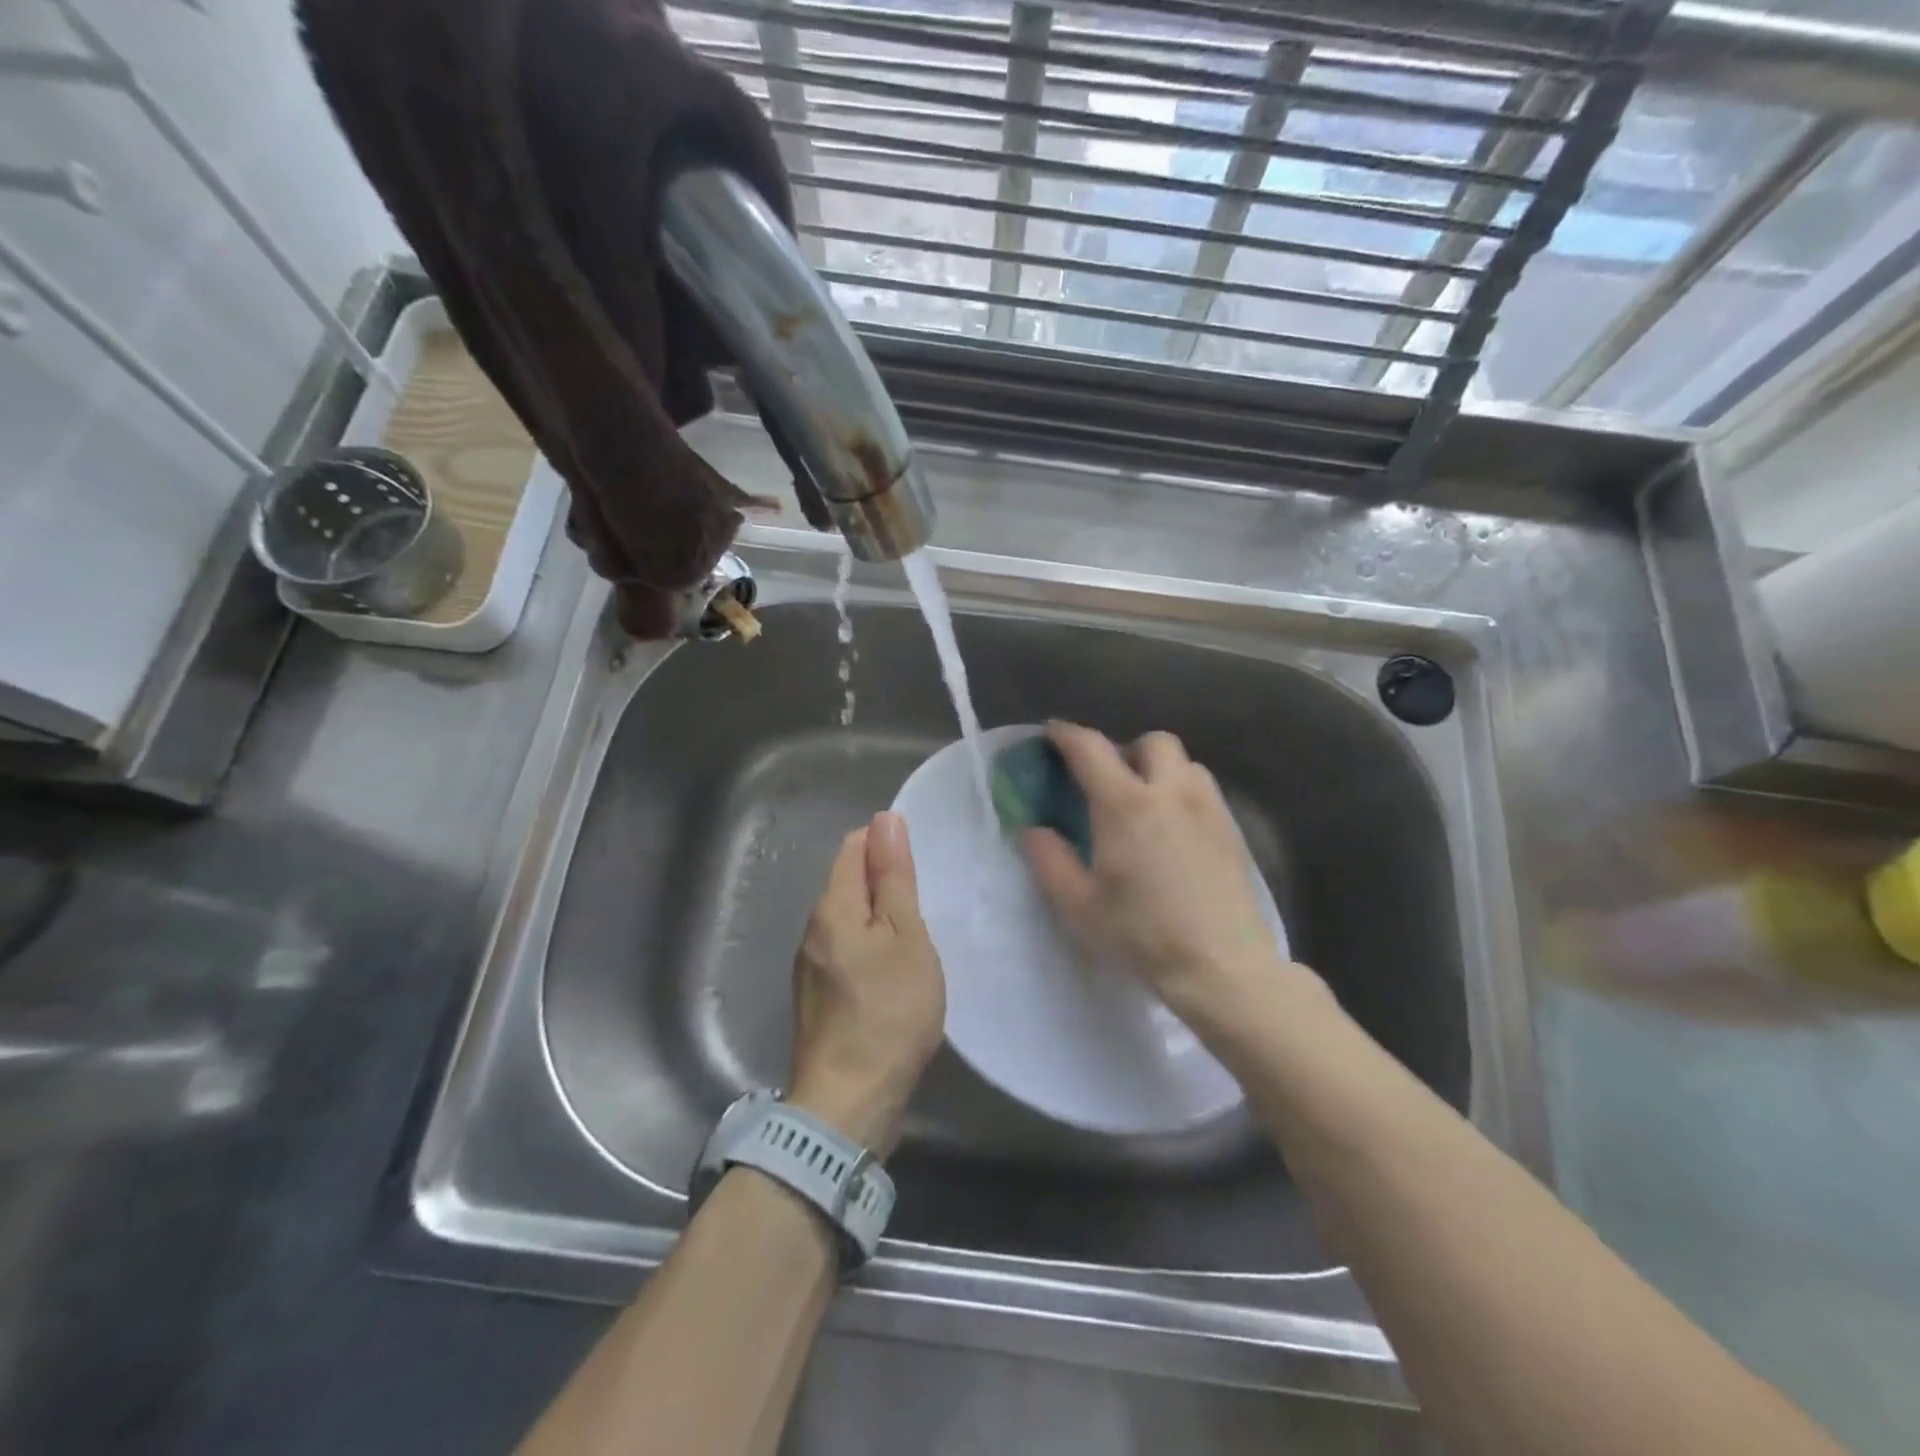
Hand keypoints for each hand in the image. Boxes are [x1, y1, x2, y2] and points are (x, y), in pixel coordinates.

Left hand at [788, 812, 945, 1158]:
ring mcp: (809, 968)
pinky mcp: (817, 1000)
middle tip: (925, 898)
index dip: (884, 842)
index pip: (853, 849)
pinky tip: (892, 971)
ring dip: (877, 918)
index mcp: (832, 907)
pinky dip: (869, 949)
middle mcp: (812, 930)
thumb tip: (884, 819)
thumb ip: (894, 877)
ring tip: (915, 932)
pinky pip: (845, 954)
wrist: (849, 1101)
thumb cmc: (888, 1010)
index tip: (919, 860)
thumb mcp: (905, 936)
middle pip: (846, 884)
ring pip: (846, 922)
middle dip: (882, 881)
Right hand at [1023, 723, 1318, 1024]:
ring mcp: (1208, 807)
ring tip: (1144, 803)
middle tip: (1108, 780)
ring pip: (1184, 763)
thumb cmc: (1143, 935)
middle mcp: (1171, 791)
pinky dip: (1182, 792)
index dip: (1066, 735)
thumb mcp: (1079, 905)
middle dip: (1125, 749)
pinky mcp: (1232, 829)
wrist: (1223, 966)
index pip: (1091, 748)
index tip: (1051, 734)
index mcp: (1125, 804)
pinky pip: (1203, 789)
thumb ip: (1049, 860)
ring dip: (1159, 769)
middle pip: (1151, 741)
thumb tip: (1034, 829)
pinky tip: (1174, 830)